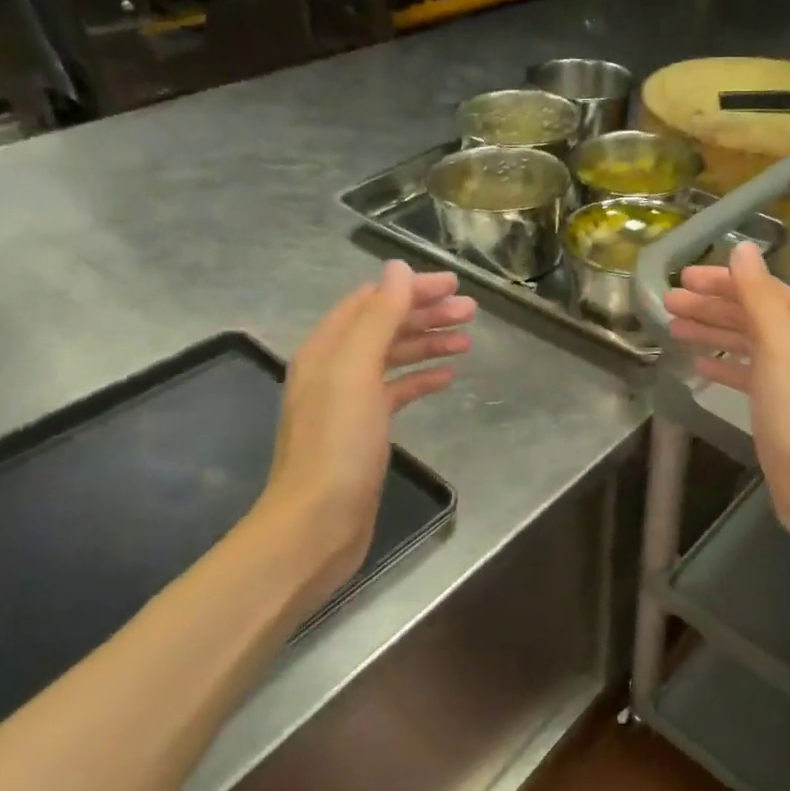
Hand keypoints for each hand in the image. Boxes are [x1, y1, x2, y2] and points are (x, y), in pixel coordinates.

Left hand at [257, 261, 473, 593]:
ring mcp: (349, 400)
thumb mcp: (357, 371)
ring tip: (467, 339)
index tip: (455, 285)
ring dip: (428, 343)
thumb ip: (378, 318)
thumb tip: (396, 269)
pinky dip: (421, 379)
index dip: (411, 288)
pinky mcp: (365, 430)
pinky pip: (397, 391)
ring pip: (394, 358)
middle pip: (385, 327)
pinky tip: (448, 377)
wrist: (318, 521)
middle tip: (471, 310)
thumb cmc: (338, 443)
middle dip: (426, 313)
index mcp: (327, 349)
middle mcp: (334, 368)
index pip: (372, 301)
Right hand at [663, 242, 789, 550]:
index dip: (722, 280)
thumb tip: (743, 248)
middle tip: (668, 303)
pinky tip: (697, 365)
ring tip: (673, 328)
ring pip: (744, 343)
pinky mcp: (776, 406)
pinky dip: (722, 365)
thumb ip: (759, 296)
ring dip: (711, 332)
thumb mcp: (779, 345)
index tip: (683, 278)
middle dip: (710, 306)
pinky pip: (745, 374)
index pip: (760, 288)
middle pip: (750, 313)